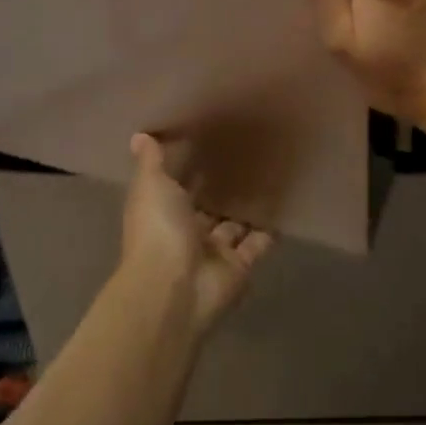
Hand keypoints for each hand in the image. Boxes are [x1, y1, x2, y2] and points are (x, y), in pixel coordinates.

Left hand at [120, 133, 273, 335]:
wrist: (173, 288)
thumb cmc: (158, 229)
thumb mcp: (150, 186)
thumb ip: (151, 162)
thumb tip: (139, 136)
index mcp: (162, 212)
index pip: (177, 187)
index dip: (189, 169)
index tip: (208, 142)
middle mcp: (186, 232)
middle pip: (207, 208)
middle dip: (221, 189)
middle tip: (247, 156)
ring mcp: (213, 253)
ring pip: (233, 225)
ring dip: (246, 209)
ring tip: (271, 177)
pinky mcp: (238, 267)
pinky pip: (257, 244)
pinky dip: (269, 231)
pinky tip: (285, 207)